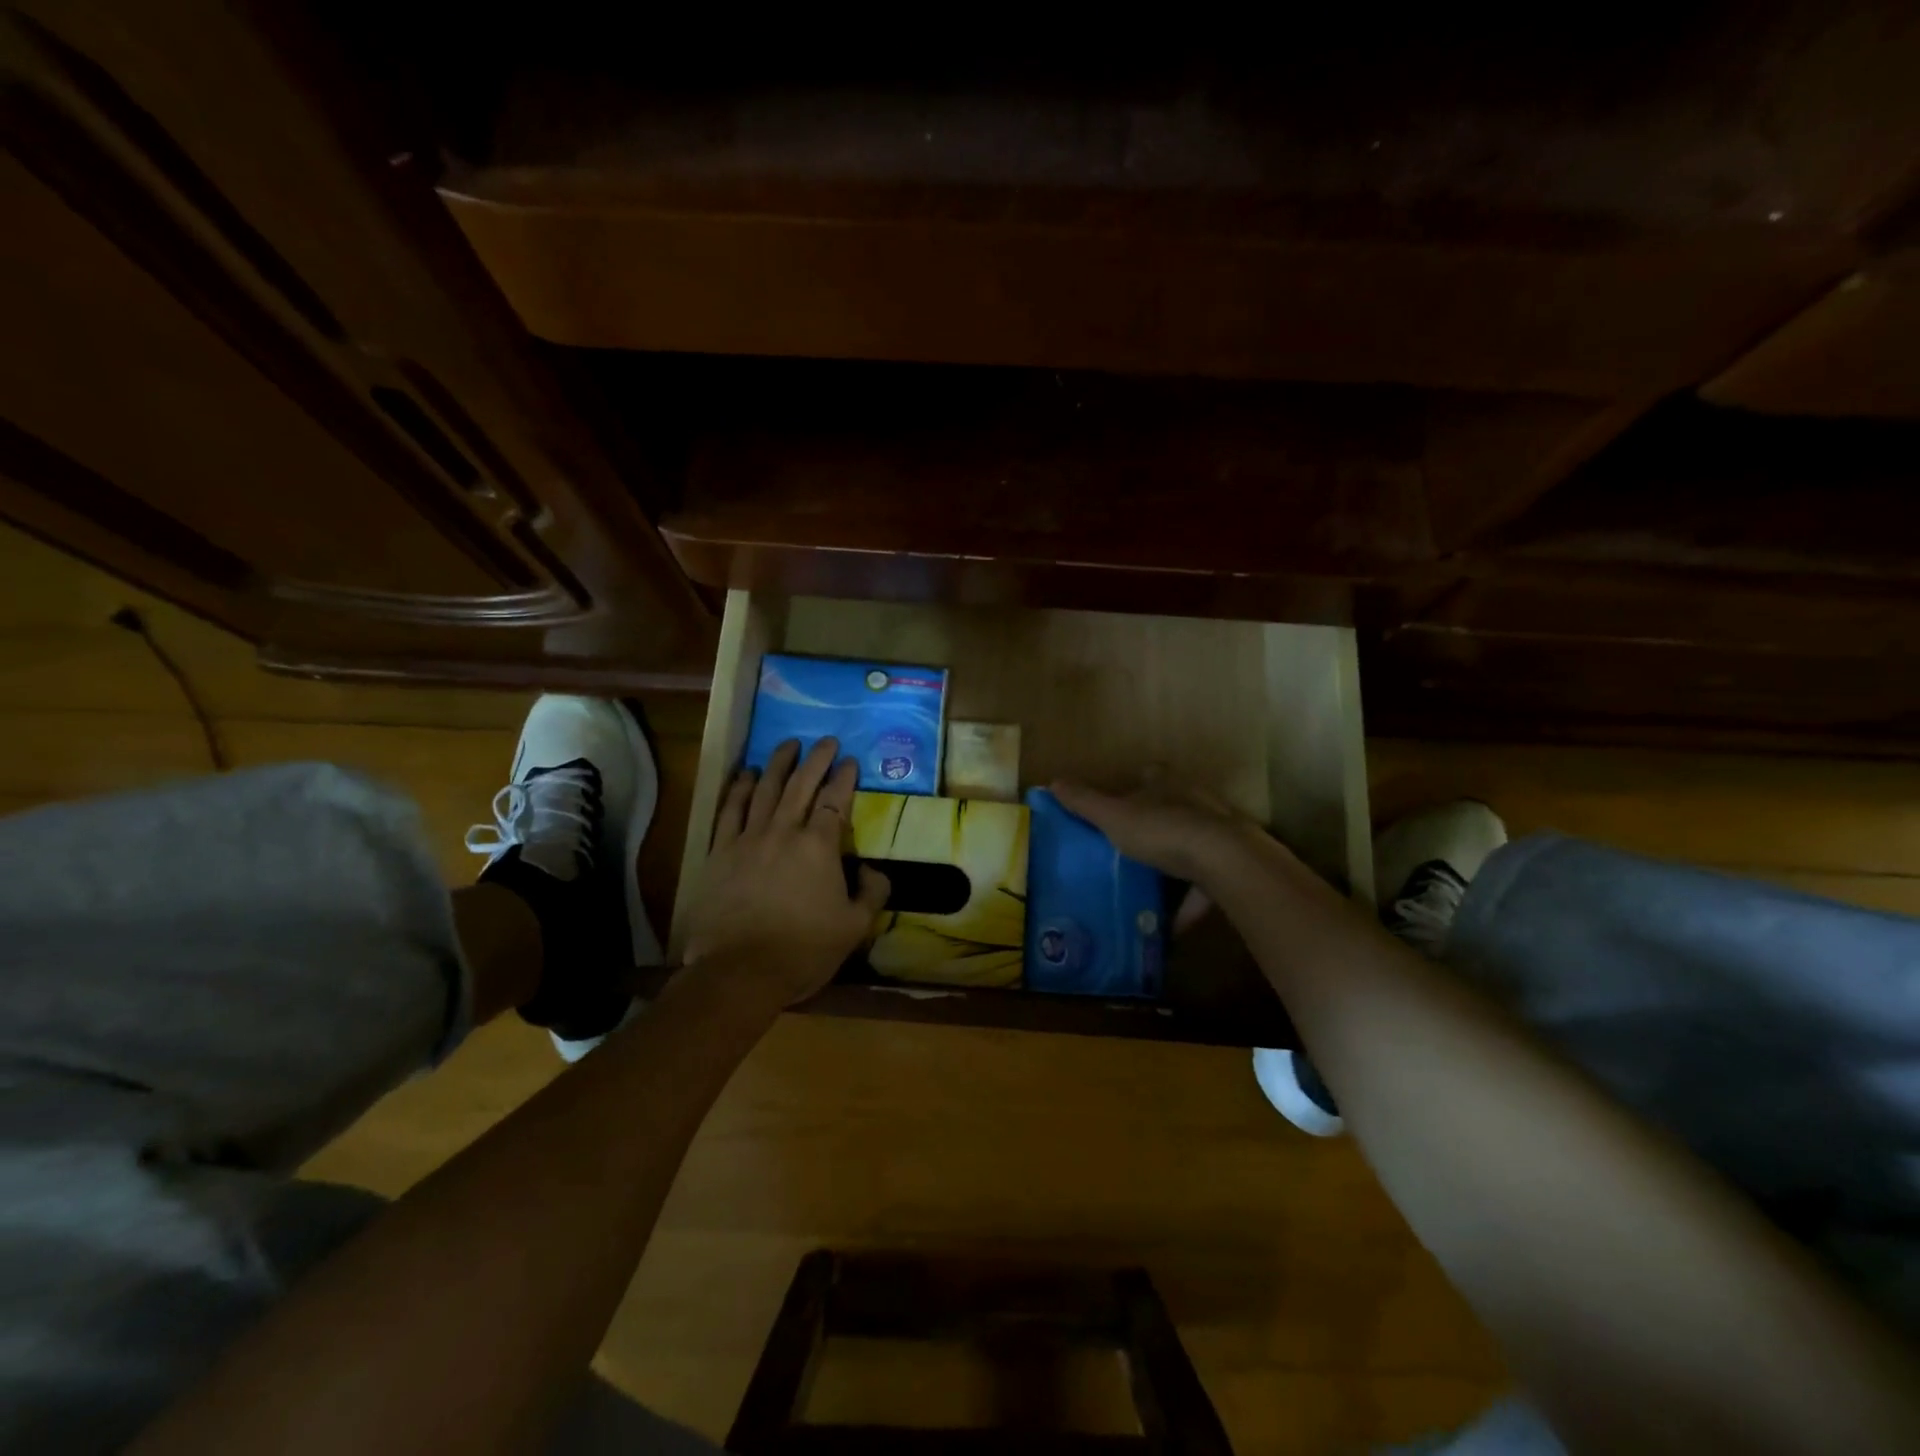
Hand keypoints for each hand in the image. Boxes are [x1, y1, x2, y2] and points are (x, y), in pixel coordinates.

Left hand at [681, 737, 890, 1007]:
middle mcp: (784, 831)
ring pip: (765, 789)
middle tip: (826, 741)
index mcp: (819, 846)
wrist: (740, 971)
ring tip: (788, 745)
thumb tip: (875, 870)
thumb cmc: (803, 949)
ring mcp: (748, 839)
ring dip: (778, 763)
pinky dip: (739, 788)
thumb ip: (872, 893)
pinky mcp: (720, 852)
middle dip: (816, 759)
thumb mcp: (854, 927)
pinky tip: (746, 774)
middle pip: (801, 785)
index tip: (850, 761)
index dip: (844, 778)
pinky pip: (730, 810)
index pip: (836, 800)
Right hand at [1051, 773, 1272, 883]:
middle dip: (1156, 823)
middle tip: (1131, 845)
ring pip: (1192, 845)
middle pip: (1173, 807)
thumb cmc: (1163, 831)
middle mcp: (1194, 803)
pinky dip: (1188, 905)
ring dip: (1175, 864)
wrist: (1226, 862)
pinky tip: (1170, 927)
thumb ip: (1085, 802)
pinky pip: (1205, 887)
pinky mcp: (1232, 866)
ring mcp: (1217, 834)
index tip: (1123, 797)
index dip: (1137, 783)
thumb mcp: (1113, 817)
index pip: (1150, 775)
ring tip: (1149, 887)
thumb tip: (1053, 781)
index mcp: (1166, 786)